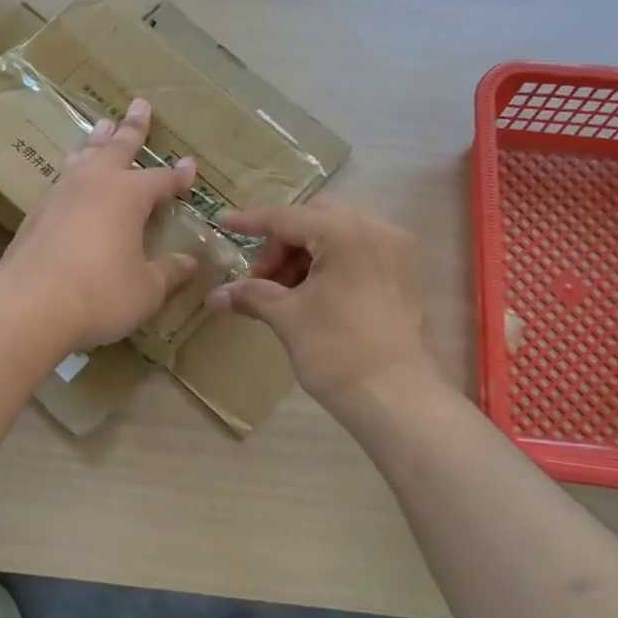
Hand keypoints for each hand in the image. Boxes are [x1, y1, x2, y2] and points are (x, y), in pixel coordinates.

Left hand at [0, 99, 200, 349]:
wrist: (30, 305)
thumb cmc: (100, 294)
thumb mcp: (146, 289)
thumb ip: (169, 272)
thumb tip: (190, 262)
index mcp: (128, 195)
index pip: (161, 179)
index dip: (178, 175)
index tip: (189, 165)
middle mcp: (94, 185)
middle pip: (117, 148)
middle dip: (132, 128)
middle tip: (139, 105)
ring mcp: (60, 196)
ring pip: (84, 157)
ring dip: (96, 141)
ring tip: (102, 125)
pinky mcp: (36, 215)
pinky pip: (62, 180)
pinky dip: (73, 171)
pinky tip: (71, 178)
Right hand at [205, 197, 442, 407]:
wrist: (396, 399)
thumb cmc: (337, 351)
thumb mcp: (287, 317)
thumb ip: (251, 295)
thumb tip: (214, 296)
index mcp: (347, 234)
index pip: (288, 218)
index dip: (251, 221)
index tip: (222, 223)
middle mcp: (378, 231)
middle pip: (317, 218)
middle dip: (282, 242)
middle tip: (262, 276)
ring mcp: (396, 252)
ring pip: (338, 234)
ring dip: (304, 254)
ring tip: (284, 292)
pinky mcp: (403, 276)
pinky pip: (358, 252)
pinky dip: (329, 263)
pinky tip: (311, 295)